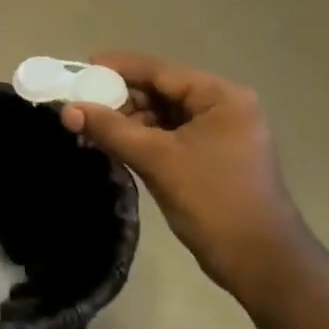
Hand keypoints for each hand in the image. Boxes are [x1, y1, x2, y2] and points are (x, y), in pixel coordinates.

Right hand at [60, 52, 316, 311]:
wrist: (260, 261)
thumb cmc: (213, 200)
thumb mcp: (157, 160)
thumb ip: (111, 130)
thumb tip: (68, 108)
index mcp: (220, 97)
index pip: (161, 71)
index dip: (119, 68)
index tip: (82, 67)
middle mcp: (223, 108)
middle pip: (162, 92)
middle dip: (122, 98)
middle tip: (80, 103)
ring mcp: (220, 135)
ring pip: (165, 116)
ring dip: (130, 120)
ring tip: (90, 125)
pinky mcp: (212, 159)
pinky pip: (171, 137)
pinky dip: (144, 139)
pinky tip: (114, 144)